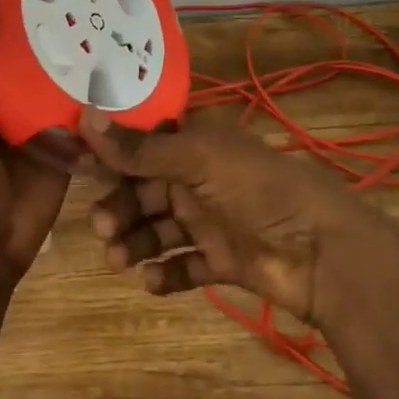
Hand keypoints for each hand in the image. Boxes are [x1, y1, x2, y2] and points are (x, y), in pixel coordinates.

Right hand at [78, 111, 388, 325]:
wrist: (324, 252)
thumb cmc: (258, 189)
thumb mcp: (197, 160)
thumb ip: (140, 148)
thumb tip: (83, 117)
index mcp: (197, 142)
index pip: (143, 142)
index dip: (110, 153)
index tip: (74, 166)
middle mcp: (201, 177)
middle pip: (145, 189)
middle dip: (120, 207)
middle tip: (101, 229)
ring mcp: (213, 219)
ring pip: (160, 228)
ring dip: (136, 241)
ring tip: (119, 261)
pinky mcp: (224, 259)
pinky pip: (185, 264)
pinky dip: (166, 273)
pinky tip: (151, 282)